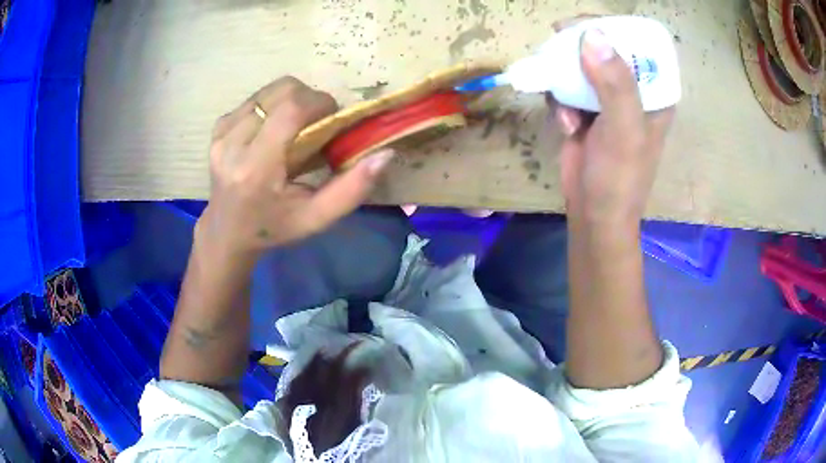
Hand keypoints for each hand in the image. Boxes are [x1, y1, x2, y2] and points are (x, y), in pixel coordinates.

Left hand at [199, 76, 394, 257]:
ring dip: (289, 100)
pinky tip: (272, 129)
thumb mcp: (316, 218)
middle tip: (316, 121)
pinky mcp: (217, 129)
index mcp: (256, 169)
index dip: (319, 102)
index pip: (290, 110)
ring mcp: (220, 135)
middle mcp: (232, 145)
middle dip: (307, 97)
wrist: (227, 231)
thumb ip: (352, 189)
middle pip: (280, 92)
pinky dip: (271, 105)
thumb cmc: (274, 227)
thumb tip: (385, 154)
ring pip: (267, 91)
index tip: (331, 116)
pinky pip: (253, 100)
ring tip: (294, 126)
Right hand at [553, 29, 674, 227]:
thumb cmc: (620, 178)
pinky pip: (566, 88)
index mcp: (654, 92)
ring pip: (580, 66)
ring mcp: (608, 101)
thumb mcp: (624, 130)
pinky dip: (559, 101)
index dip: (612, 29)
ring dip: (566, 80)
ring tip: (568, 110)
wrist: (594, 215)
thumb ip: (615, 83)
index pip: (637, 44)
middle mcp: (633, 91)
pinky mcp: (585, 111)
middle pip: (605, 50)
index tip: (583, 26)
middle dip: (580, 48)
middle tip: (558, 43)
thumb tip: (592, 35)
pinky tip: (566, 125)